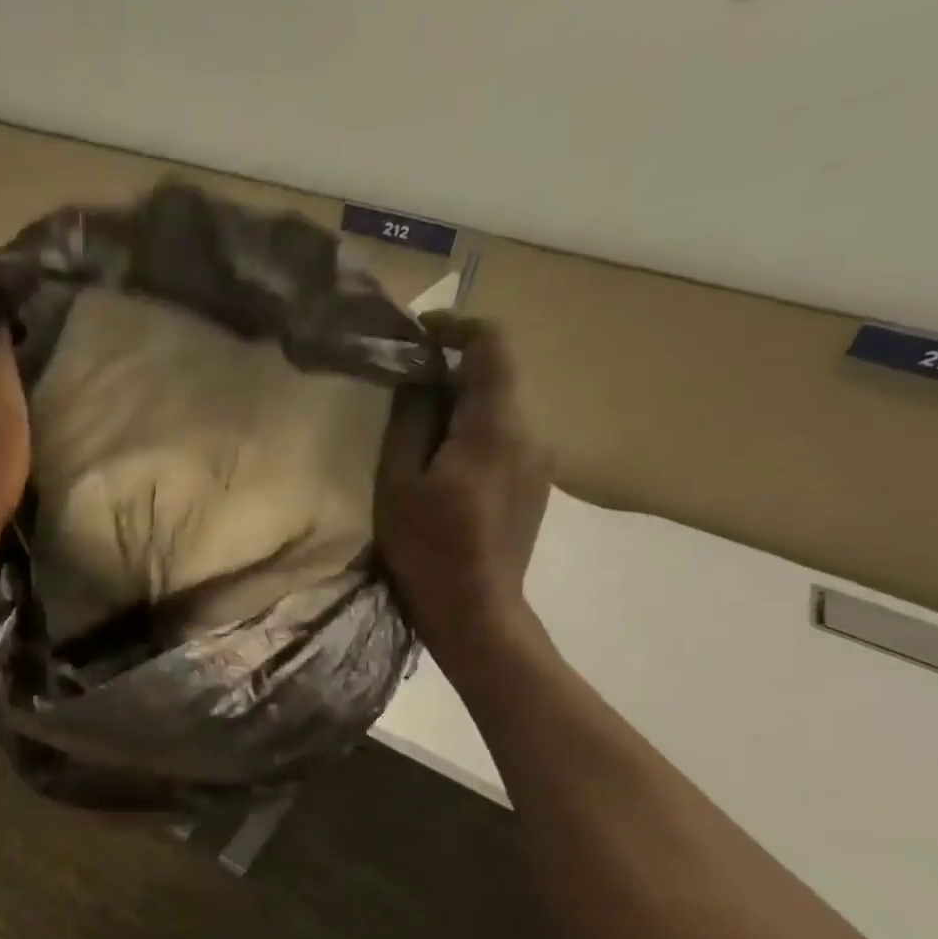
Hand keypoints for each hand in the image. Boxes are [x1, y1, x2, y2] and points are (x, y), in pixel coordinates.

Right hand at [376, 316, 552, 649]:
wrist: (476, 612)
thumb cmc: (428, 547)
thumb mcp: (398, 482)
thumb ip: (410, 421)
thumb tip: (419, 378)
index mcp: (495, 427)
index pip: (492, 345)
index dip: (457, 326)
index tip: (420, 336)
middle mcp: (530, 434)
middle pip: (493, 381)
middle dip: (448, 380)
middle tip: (401, 402)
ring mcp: (538, 464)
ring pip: (497, 416)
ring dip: (459, 415)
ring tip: (418, 448)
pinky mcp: (536, 489)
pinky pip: (504, 445)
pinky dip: (472, 442)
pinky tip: (444, 479)